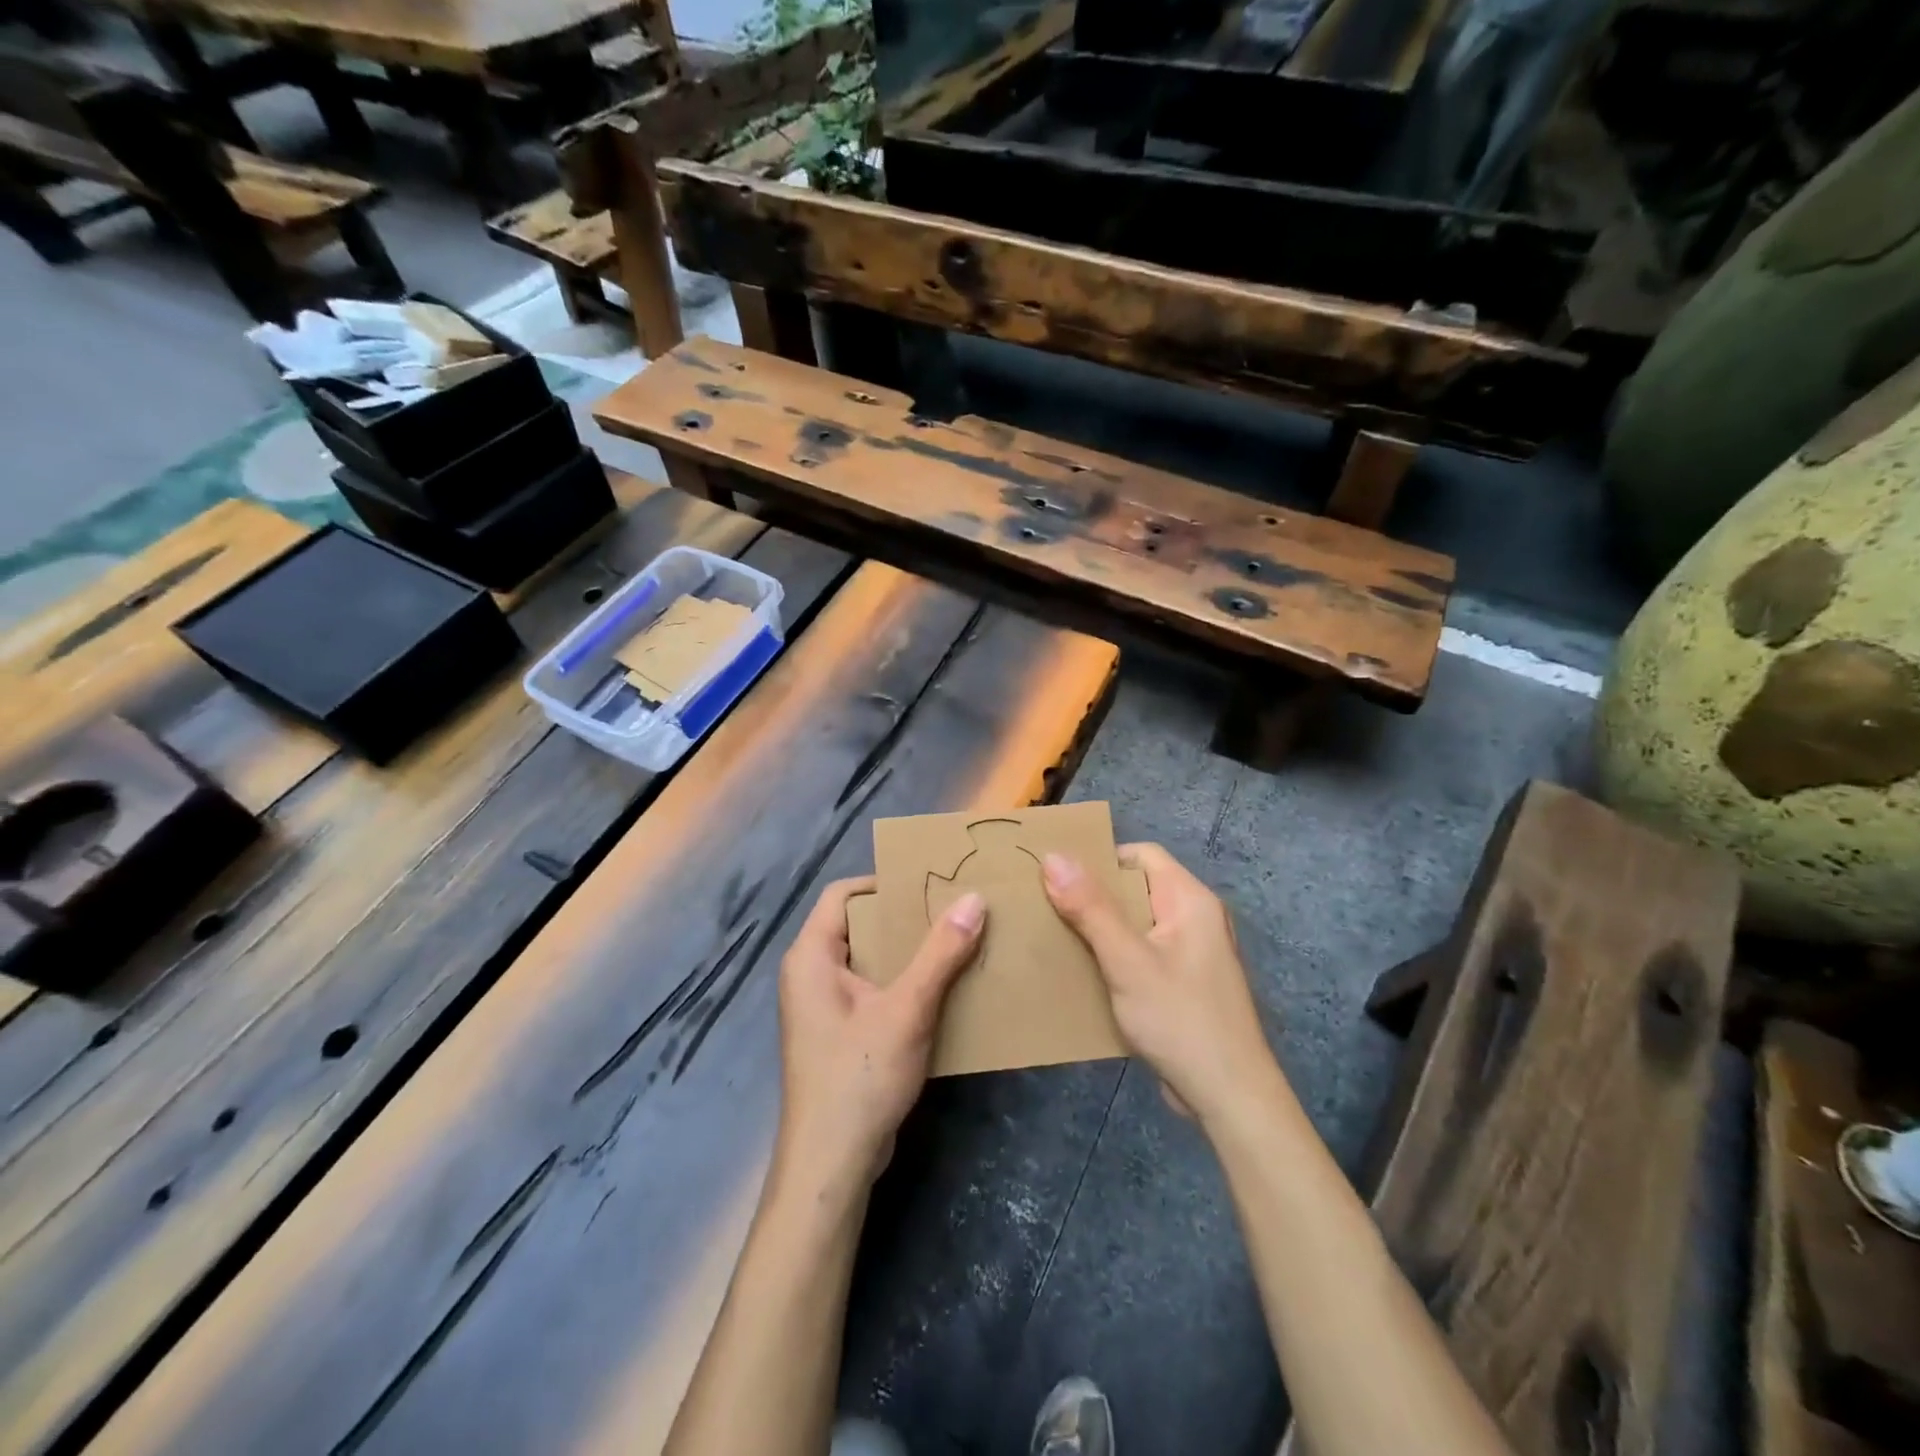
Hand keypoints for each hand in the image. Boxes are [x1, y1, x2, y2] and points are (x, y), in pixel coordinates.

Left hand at [774, 877, 985, 1190]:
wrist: (831, 1165)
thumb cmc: (859, 1076)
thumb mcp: (907, 1009)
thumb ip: (941, 953)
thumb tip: (974, 899)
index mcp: (811, 956)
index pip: (842, 894)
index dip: (883, 882)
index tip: (929, 884)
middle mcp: (810, 974)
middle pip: (858, 926)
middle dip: (904, 918)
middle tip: (952, 911)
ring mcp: (823, 1007)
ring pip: (869, 960)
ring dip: (909, 953)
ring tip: (956, 943)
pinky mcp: (839, 1034)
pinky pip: (872, 991)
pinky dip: (903, 984)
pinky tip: (942, 989)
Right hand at [1042, 844, 1279, 1124]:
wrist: (1230, 1099)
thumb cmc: (1180, 1020)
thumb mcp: (1127, 961)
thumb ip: (1090, 908)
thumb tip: (1053, 857)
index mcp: (1190, 900)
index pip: (1142, 855)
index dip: (1101, 859)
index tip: (1057, 876)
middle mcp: (1196, 918)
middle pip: (1137, 888)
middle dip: (1093, 896)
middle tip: (1047, 905)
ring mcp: (1192, 953)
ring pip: (1137, 924)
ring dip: (1100, 929)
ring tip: (1056, 935)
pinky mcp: (1185, 983)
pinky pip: (1143, 954)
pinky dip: (1115, 956)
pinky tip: (1084, 973)